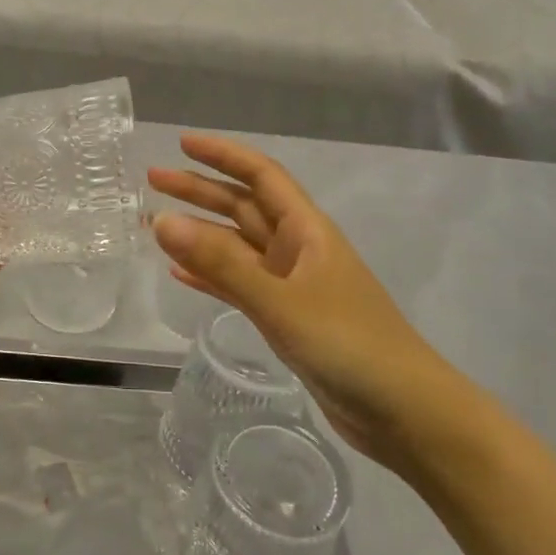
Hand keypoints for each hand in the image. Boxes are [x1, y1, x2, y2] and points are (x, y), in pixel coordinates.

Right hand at [150, 135, 476, 480]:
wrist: (403, 411)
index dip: (223, 155)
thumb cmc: (348, 344)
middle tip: (153, 181)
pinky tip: (181, 274)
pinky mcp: (286, 318)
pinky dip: (211, 277)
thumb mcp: (280, 300)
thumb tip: (163, 221)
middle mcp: (298, 250)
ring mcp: (292, 285)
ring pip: (237, 247)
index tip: (182, 143)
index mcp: (307, 231)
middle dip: (200, 191)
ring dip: (200, 234)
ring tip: (156, 225)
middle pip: (243, 208)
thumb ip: (221, 263)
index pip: (261, 176)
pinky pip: (239, 286)